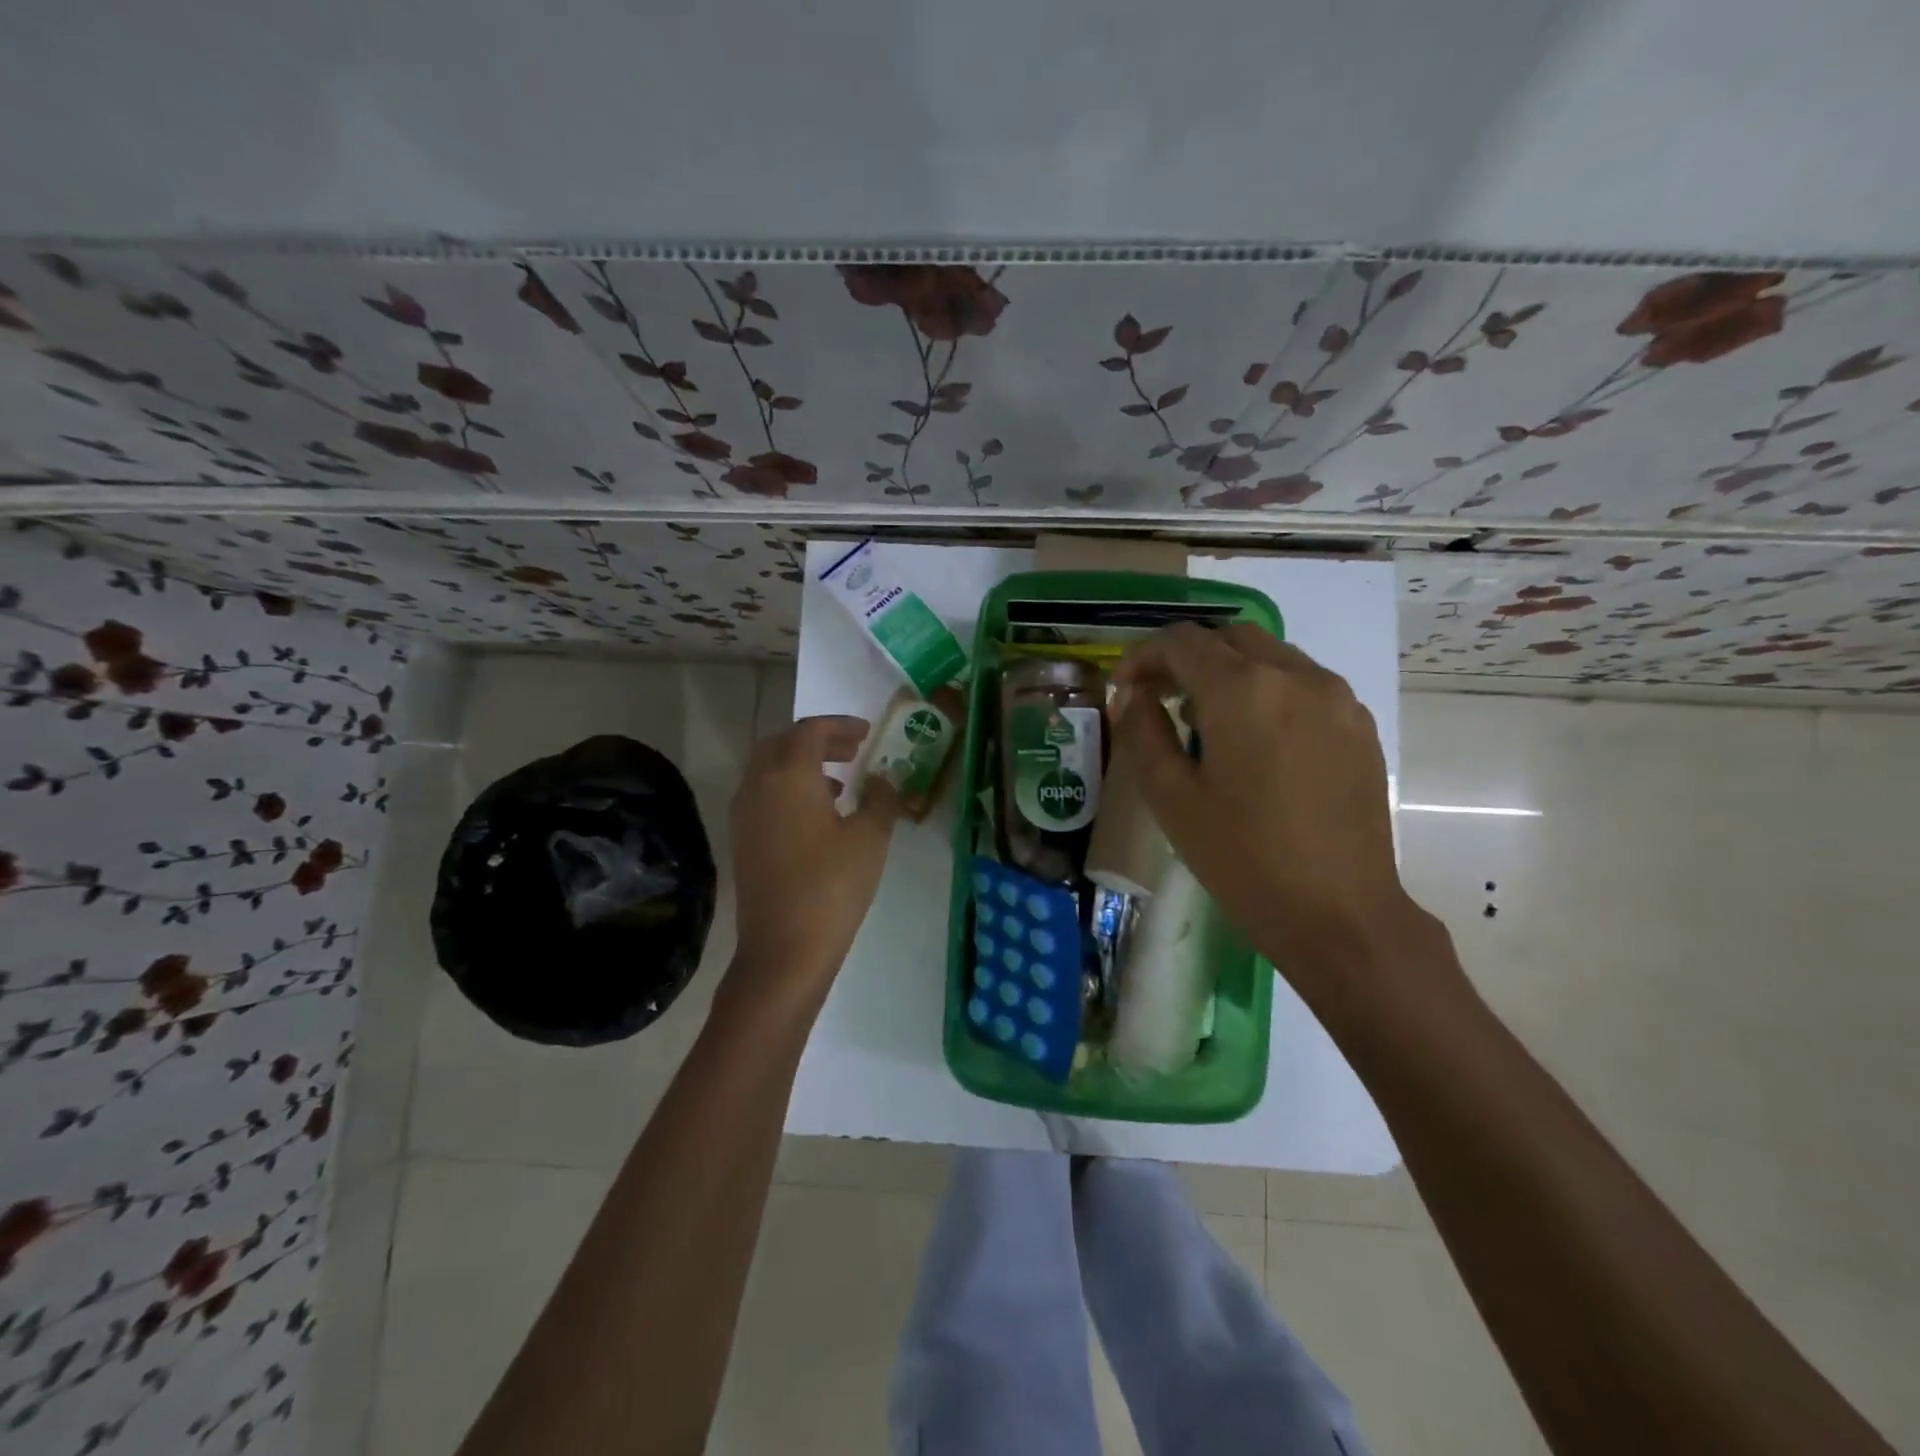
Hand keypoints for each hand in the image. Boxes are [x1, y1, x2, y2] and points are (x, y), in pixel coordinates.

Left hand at [727, 716, 900, 1005]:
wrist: (783, 950)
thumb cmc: (832, 886)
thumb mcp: (870, 838)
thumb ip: (880, 799)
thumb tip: (880, 781)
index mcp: (788, 775)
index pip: (810, 731)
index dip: (841, 726)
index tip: (868, 733)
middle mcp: (758, 786)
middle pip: (782, 744)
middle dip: (818, 741)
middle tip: (851, 752)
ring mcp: (744, 815)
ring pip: (768, 770)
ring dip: (801, 765)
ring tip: (840, 783)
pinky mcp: (742, 841)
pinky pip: (763, 796)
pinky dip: (788, 790)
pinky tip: (817, 817)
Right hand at [1113, 624, 1447, 1007]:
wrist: (1339, 912)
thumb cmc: (1242, 858)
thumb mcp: (1171, 797)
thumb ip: (1143, 732)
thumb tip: (1134, 695)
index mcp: (1242, 690)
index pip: (1182, 641)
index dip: (1143, 656)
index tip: (1125, 689)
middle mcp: (1295, 676)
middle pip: (1229, 637)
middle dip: (1187, 657)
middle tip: (1161, 698)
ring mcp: (1336, 697)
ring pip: (1271, 655)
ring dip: (1230, 671)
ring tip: (1206, 721)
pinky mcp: (1359, 724)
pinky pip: (1304, 683)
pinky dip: (1268, 690)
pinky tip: (1256, 740)